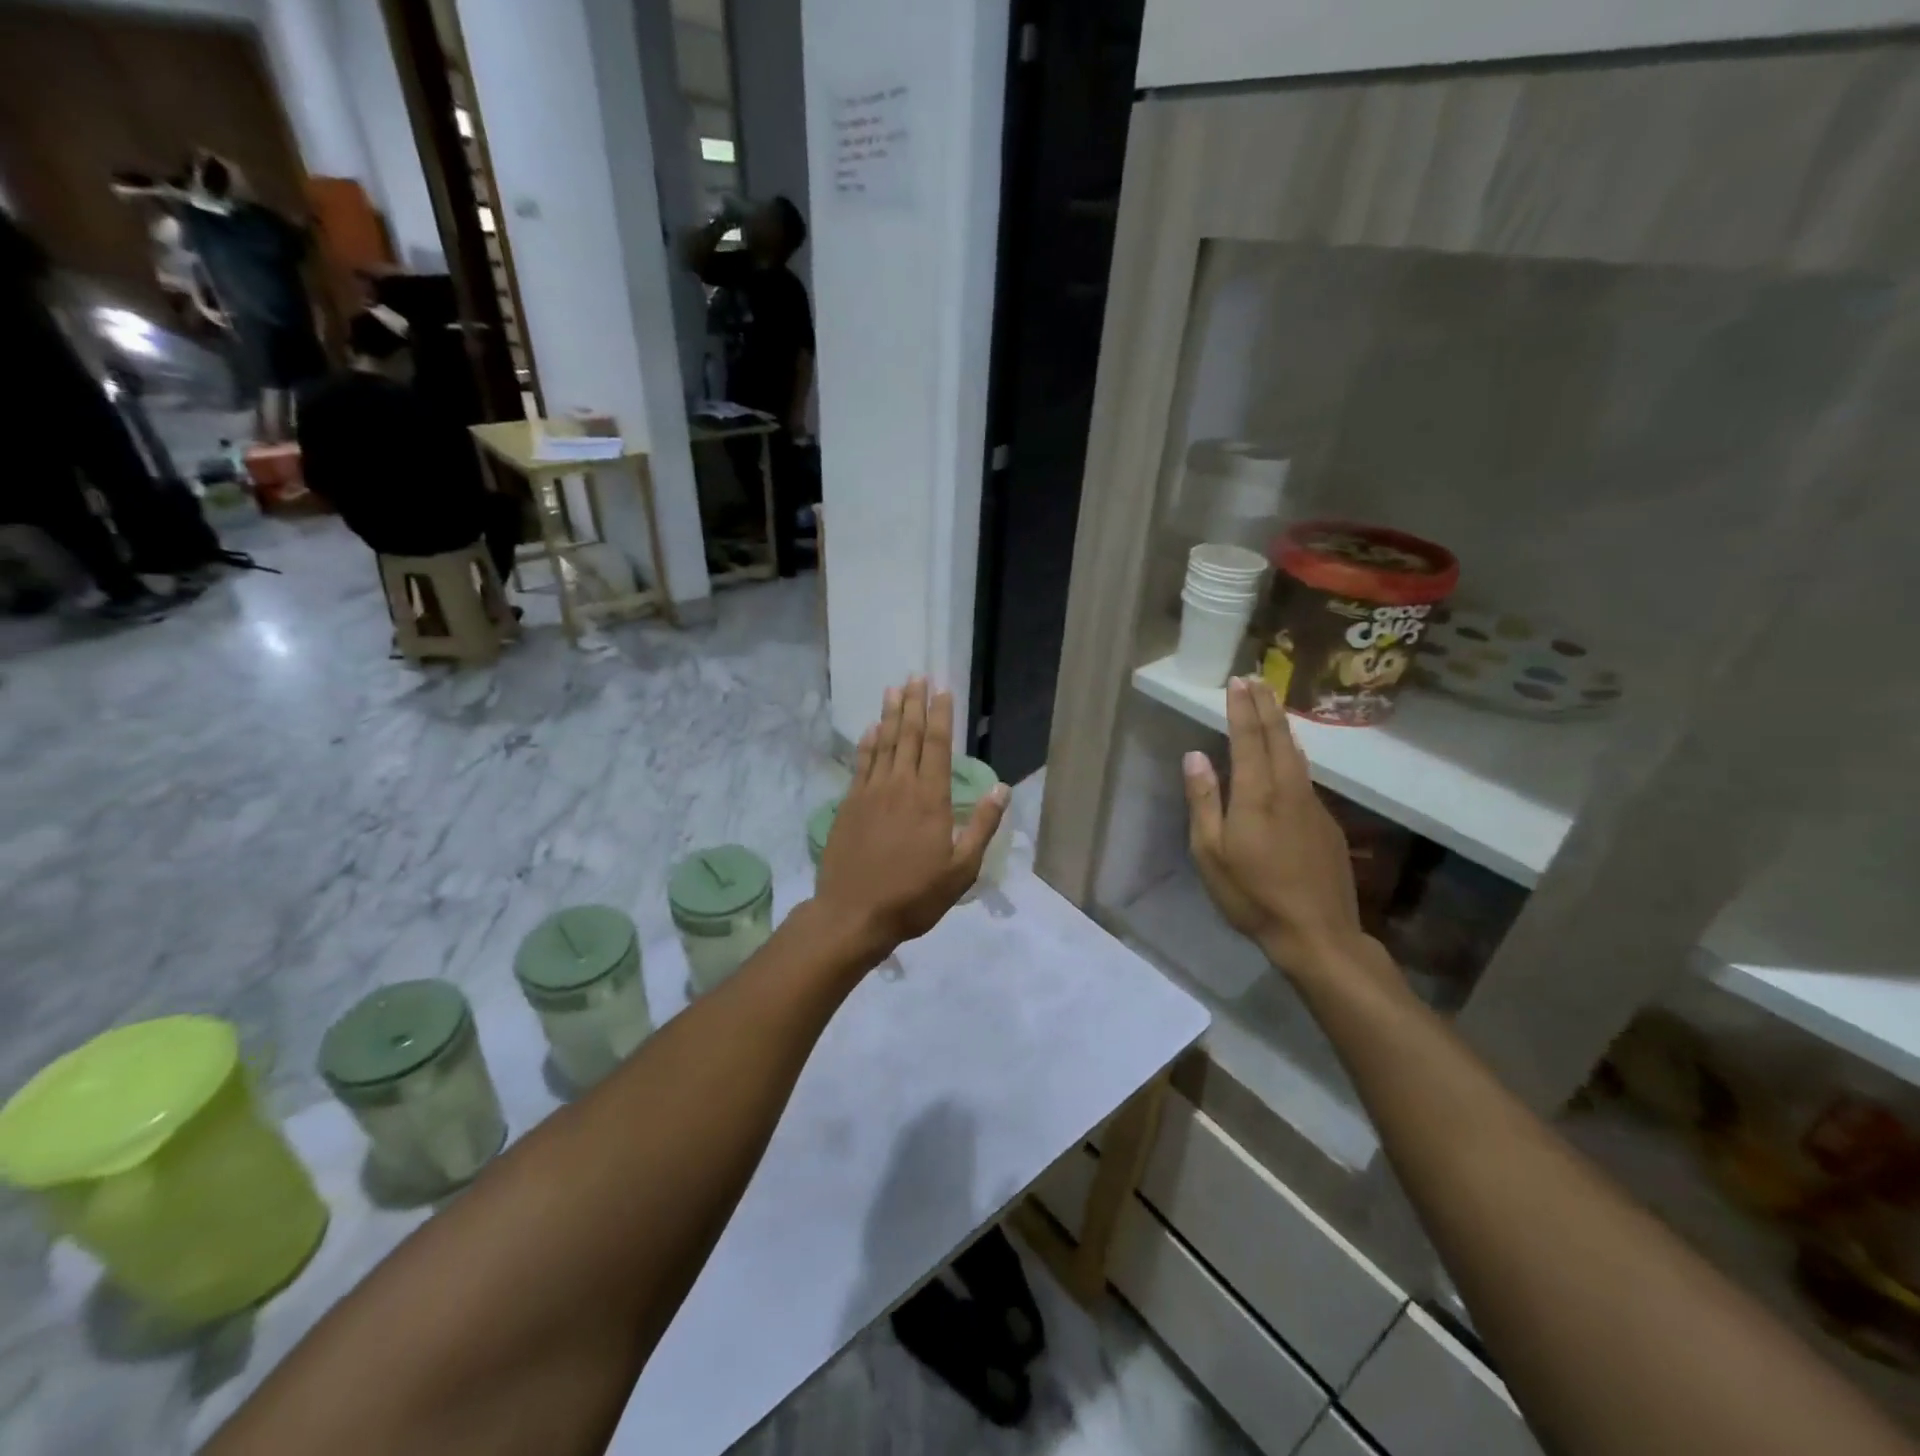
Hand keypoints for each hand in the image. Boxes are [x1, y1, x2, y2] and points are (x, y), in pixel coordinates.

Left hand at [815, 677, 1007, 957]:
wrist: (853, 914)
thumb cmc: (914, 896)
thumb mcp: (961, 870)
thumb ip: (981, 826)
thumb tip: (1002, 788)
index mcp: (930, 798)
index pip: (937, 746)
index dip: (941, 715)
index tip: (943, 689)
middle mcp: (900, 785)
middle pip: (908, 736)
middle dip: (914, 704)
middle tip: (916, 676)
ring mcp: (870, 793)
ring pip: (883, 743)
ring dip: (890, 714)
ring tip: (894, 689)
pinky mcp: (849, 804)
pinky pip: (861, 764)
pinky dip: (867, 743)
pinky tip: (871, 729)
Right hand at [1182, 677, 1367, 979]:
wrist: (1317, 933)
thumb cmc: (1252, 895)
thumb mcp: (1211, 853)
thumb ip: (1204, 801)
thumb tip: (1196, 756)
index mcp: (1256, 795)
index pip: (1248, 738)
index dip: (1241, 708)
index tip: (1236, 681)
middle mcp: (1288, 789)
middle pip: (1277, 737)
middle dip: (1265, 705)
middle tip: (1256, 678)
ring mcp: (1312, 805)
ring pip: (1296, 753)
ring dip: (1281, 724)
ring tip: (1272, 705)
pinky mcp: (1326, 823)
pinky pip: (1305, 775)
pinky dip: (1293, 753)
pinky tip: (1289, 754)